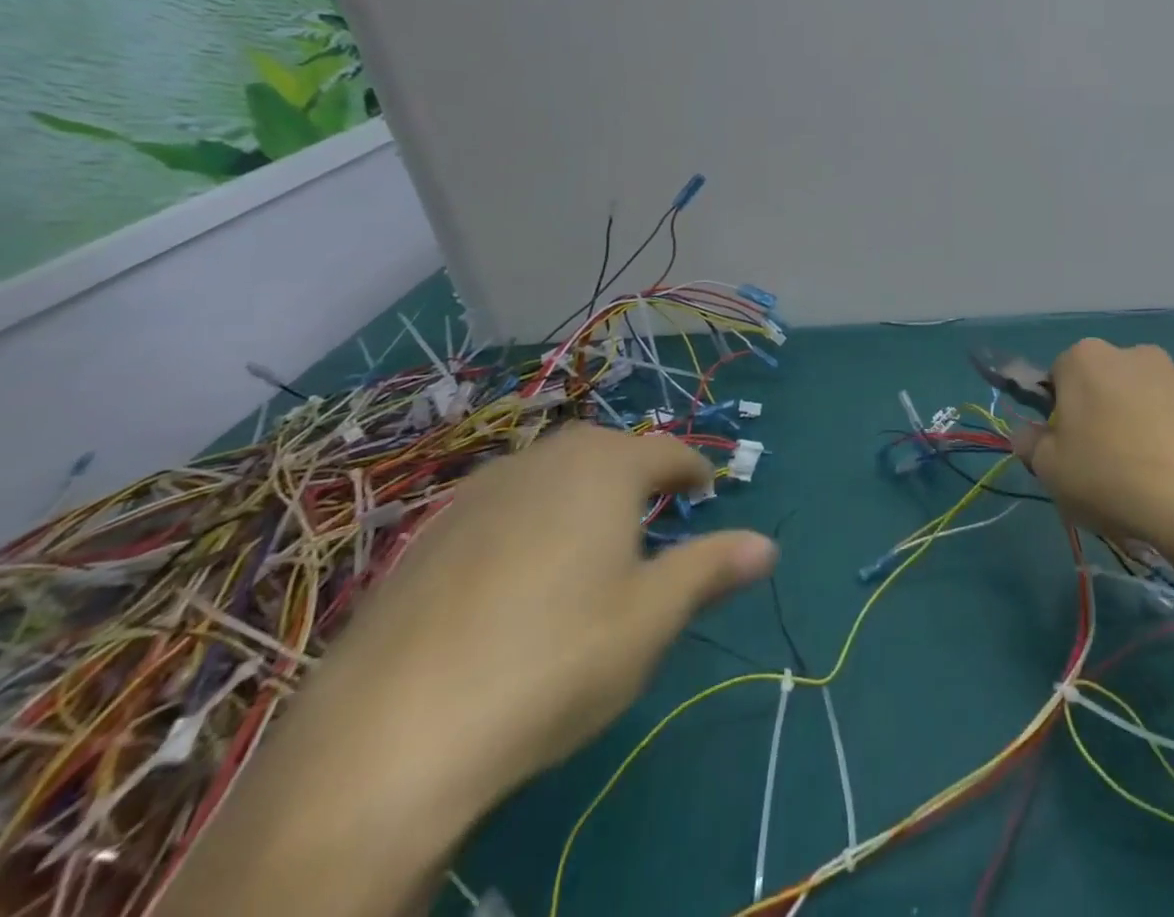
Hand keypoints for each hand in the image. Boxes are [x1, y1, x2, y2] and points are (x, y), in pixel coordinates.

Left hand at [298, 423, 776, 808]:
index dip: (692, 468)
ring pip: (545, 475)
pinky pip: (497, 509)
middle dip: (634, 472)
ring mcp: (474, 496)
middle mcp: (540, 462)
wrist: (387, 739)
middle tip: (651, 511)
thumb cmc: (555, 660)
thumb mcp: (652, 618)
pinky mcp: (424, 540)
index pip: (665, 451)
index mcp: (603, 468)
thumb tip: (768, 545)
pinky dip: (525, 522)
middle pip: (602, 450)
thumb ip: (711, 569)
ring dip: (577, 493)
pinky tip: (516, 578)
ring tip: (589, 540)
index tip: (706, 490)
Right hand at [1017, 339, 1173, 551]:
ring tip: (1151, 474)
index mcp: (1085, 359)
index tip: (1067, 446)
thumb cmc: (1110, 478)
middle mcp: (1134, 353)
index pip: (1059, 375)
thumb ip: (1030, 445)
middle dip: (1104, 411)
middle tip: (1105, 462)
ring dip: (1146, 420)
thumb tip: (1026, 433)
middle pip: (1107, 381)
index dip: (1060, 411)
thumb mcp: (1050, 471)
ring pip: (1150, 395)